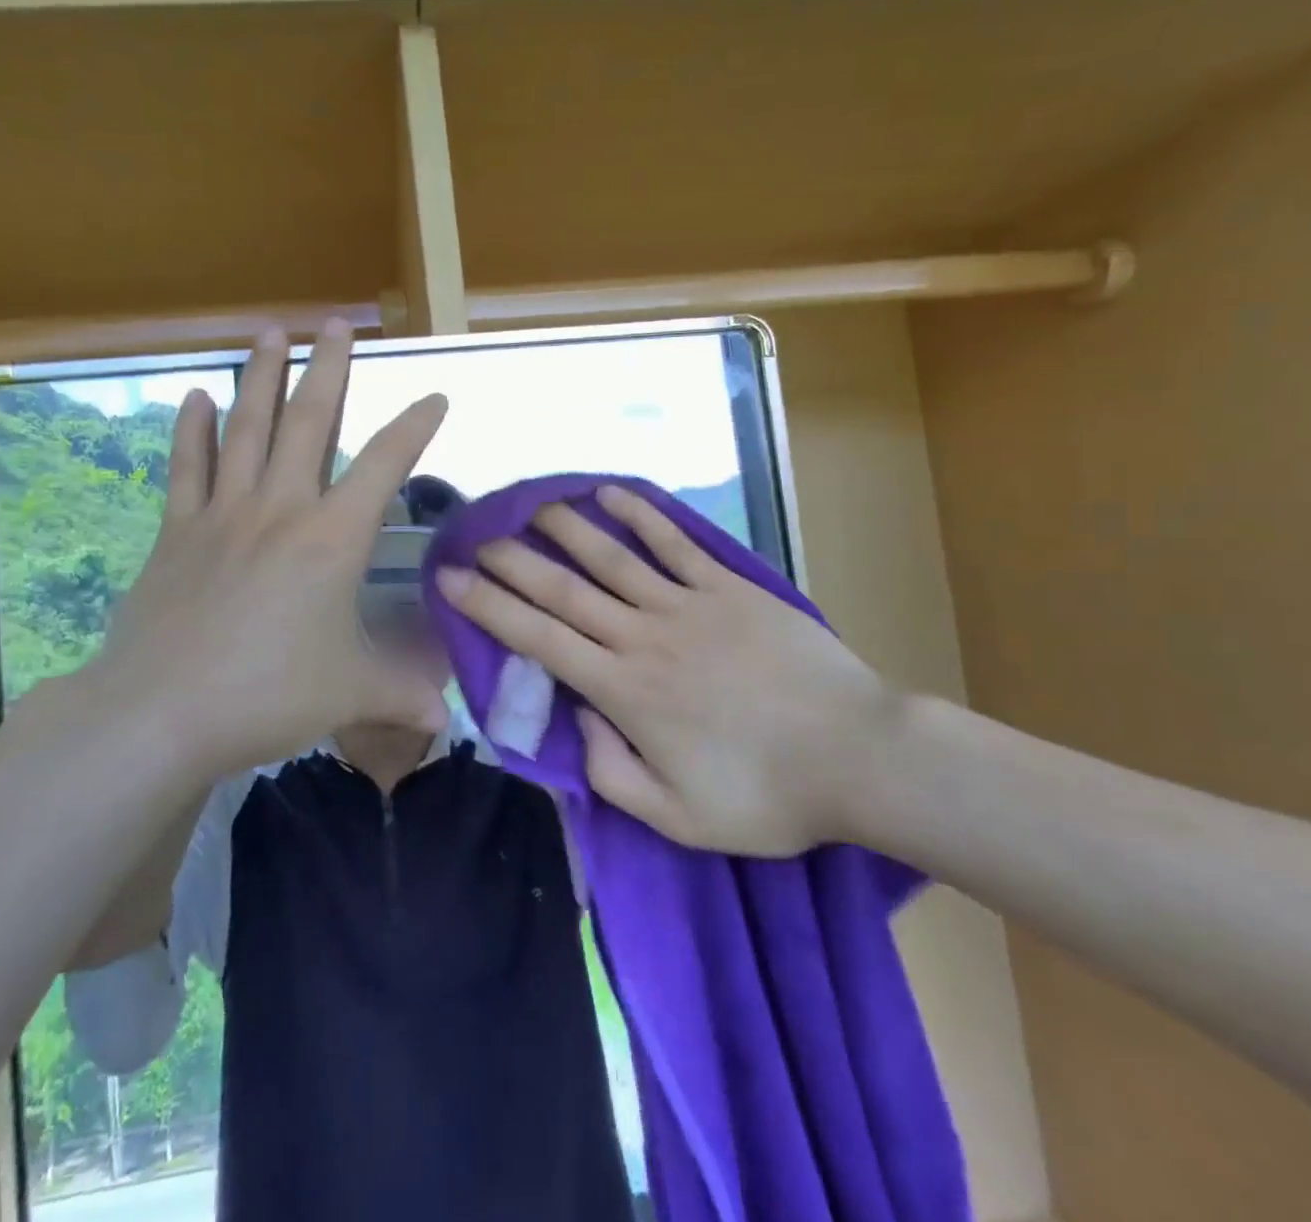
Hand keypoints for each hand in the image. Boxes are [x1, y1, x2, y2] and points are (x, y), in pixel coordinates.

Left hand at [66, 320, 449, 783]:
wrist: (160, 713)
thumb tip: (446, 720)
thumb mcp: (349, 695)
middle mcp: (280, 510)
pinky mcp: (177, 532)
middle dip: (328, 369)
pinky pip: (187, 468)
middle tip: (337, 324)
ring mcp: (223, 515)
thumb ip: (402, 697)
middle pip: (309, 423)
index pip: (385, 466)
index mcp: (332, 539)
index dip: (415, 428)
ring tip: (271, 332)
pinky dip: (192, 431)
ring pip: (247, 429)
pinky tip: (195, 396)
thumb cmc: (268, 695)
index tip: (435, 396)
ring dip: (261, 378)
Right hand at [436, 485, 906, 855]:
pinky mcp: (728, 587)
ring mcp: (687, 604)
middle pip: (563, 588)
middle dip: (512, 561)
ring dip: (565, 527)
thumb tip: (578, 716)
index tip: (451, 580)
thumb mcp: (676, 816)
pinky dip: (641, 515)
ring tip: (531, 505)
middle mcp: (643, 636)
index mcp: (623, 690)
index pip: (539, 638)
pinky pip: (675, 543)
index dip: (489, 607)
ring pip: (611, 556)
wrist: (858, 756)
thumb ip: (610, 771)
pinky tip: (611, 494)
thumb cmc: (765, 795)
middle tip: (476, 538)